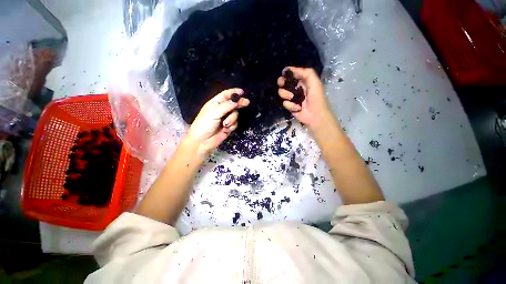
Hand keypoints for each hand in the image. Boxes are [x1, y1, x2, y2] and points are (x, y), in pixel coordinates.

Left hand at [186, 88, 249, 155]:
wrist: (202, 141)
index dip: (233, 92)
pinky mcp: (229, 126)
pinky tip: (225, 129)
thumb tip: (237, 101)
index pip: (225, 95)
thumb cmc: (204, 125)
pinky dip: (232, 125)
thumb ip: (226, 106)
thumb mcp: (214, 113)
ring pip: (235, 114)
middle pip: (233, 104)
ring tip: (225, 124)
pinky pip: (235, 123)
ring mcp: (225, 118)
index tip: (242, 92)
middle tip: (246, 102)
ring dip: (232, 119)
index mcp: (215, 103)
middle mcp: (221, 110)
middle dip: (239, 103)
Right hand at [277, 67, 332, 132]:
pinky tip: (297, 108)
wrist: (316, 115)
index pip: (292, 74)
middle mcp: (295, 88)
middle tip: (283, 84)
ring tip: (292, 98)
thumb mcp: (314, 82)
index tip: (284, 73)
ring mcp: (291, 97)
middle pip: (283, 82)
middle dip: (282, 82)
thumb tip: (289, 69)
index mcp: (302, 81)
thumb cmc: (316, 98)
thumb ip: (305, 73)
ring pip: (281, 92)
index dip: (287, 73)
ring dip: (286, 94)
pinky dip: (290, 105)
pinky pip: (285, 103)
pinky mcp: (289, 106)